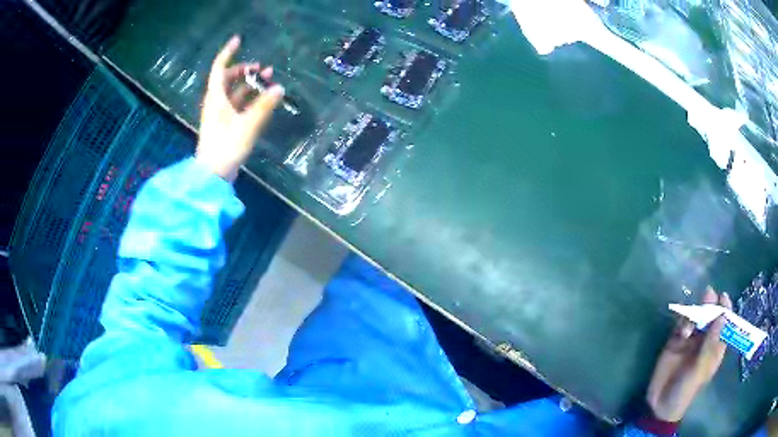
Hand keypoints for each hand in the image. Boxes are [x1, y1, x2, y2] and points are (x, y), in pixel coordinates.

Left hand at [196, 36, 284, 181]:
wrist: (213, 176)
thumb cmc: (226, 147)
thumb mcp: (248, 125)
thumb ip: (264, 106)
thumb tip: (279, 88)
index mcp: (216, 98)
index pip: (220, 68)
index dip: (228, 53)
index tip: (239, 40)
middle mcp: (216, 103)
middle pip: (228, 79)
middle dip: (245, 70)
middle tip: (262, 68)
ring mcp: (220, 115)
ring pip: (234, 93)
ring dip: (249, 85)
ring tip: (268, 80)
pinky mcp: (225, 126)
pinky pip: (237, 105)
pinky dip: (249, 99)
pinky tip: (262, 100)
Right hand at [646, 288, 730, 421]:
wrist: (660, 405)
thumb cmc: (685, 390)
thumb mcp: (700, 369)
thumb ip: (710, 343)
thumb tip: (723, 316)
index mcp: (715, 347)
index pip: (724, 323)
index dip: (726, 309)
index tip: (723, 297)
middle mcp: (705, 340)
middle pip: (711, 316)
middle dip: (710, 305)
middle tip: (708, 294)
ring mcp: (690, 339)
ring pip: (696, 316)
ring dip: (695, 314)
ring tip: (691, 324)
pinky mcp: (676, 340)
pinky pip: (682, 324)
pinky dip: (682, 323)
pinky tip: (681, 333)